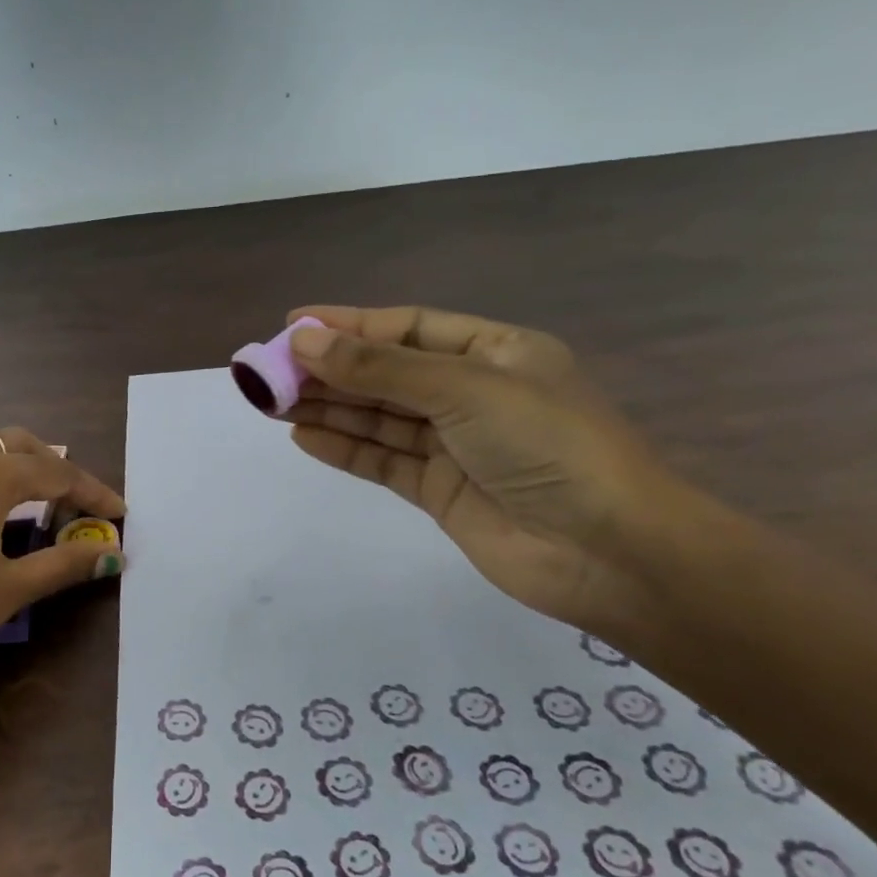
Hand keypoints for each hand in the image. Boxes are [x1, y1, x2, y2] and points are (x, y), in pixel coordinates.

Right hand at [282, 305, 680, 632]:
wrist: (608, 552)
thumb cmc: (546, 445)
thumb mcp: (462, 389)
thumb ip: (380, 368)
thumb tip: (305, 341)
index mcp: (495, 352)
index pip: (409, 328)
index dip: (351, 324)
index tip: (293, 324)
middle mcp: (473, 393)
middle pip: (388, 372)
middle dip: (330, 369)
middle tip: (268, 368)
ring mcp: (456, 445)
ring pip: (379, 417)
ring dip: (328, 407)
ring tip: (271, 400)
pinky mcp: (441, 491)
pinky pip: (383, 460)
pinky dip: (344, 447)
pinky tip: (303, 435)